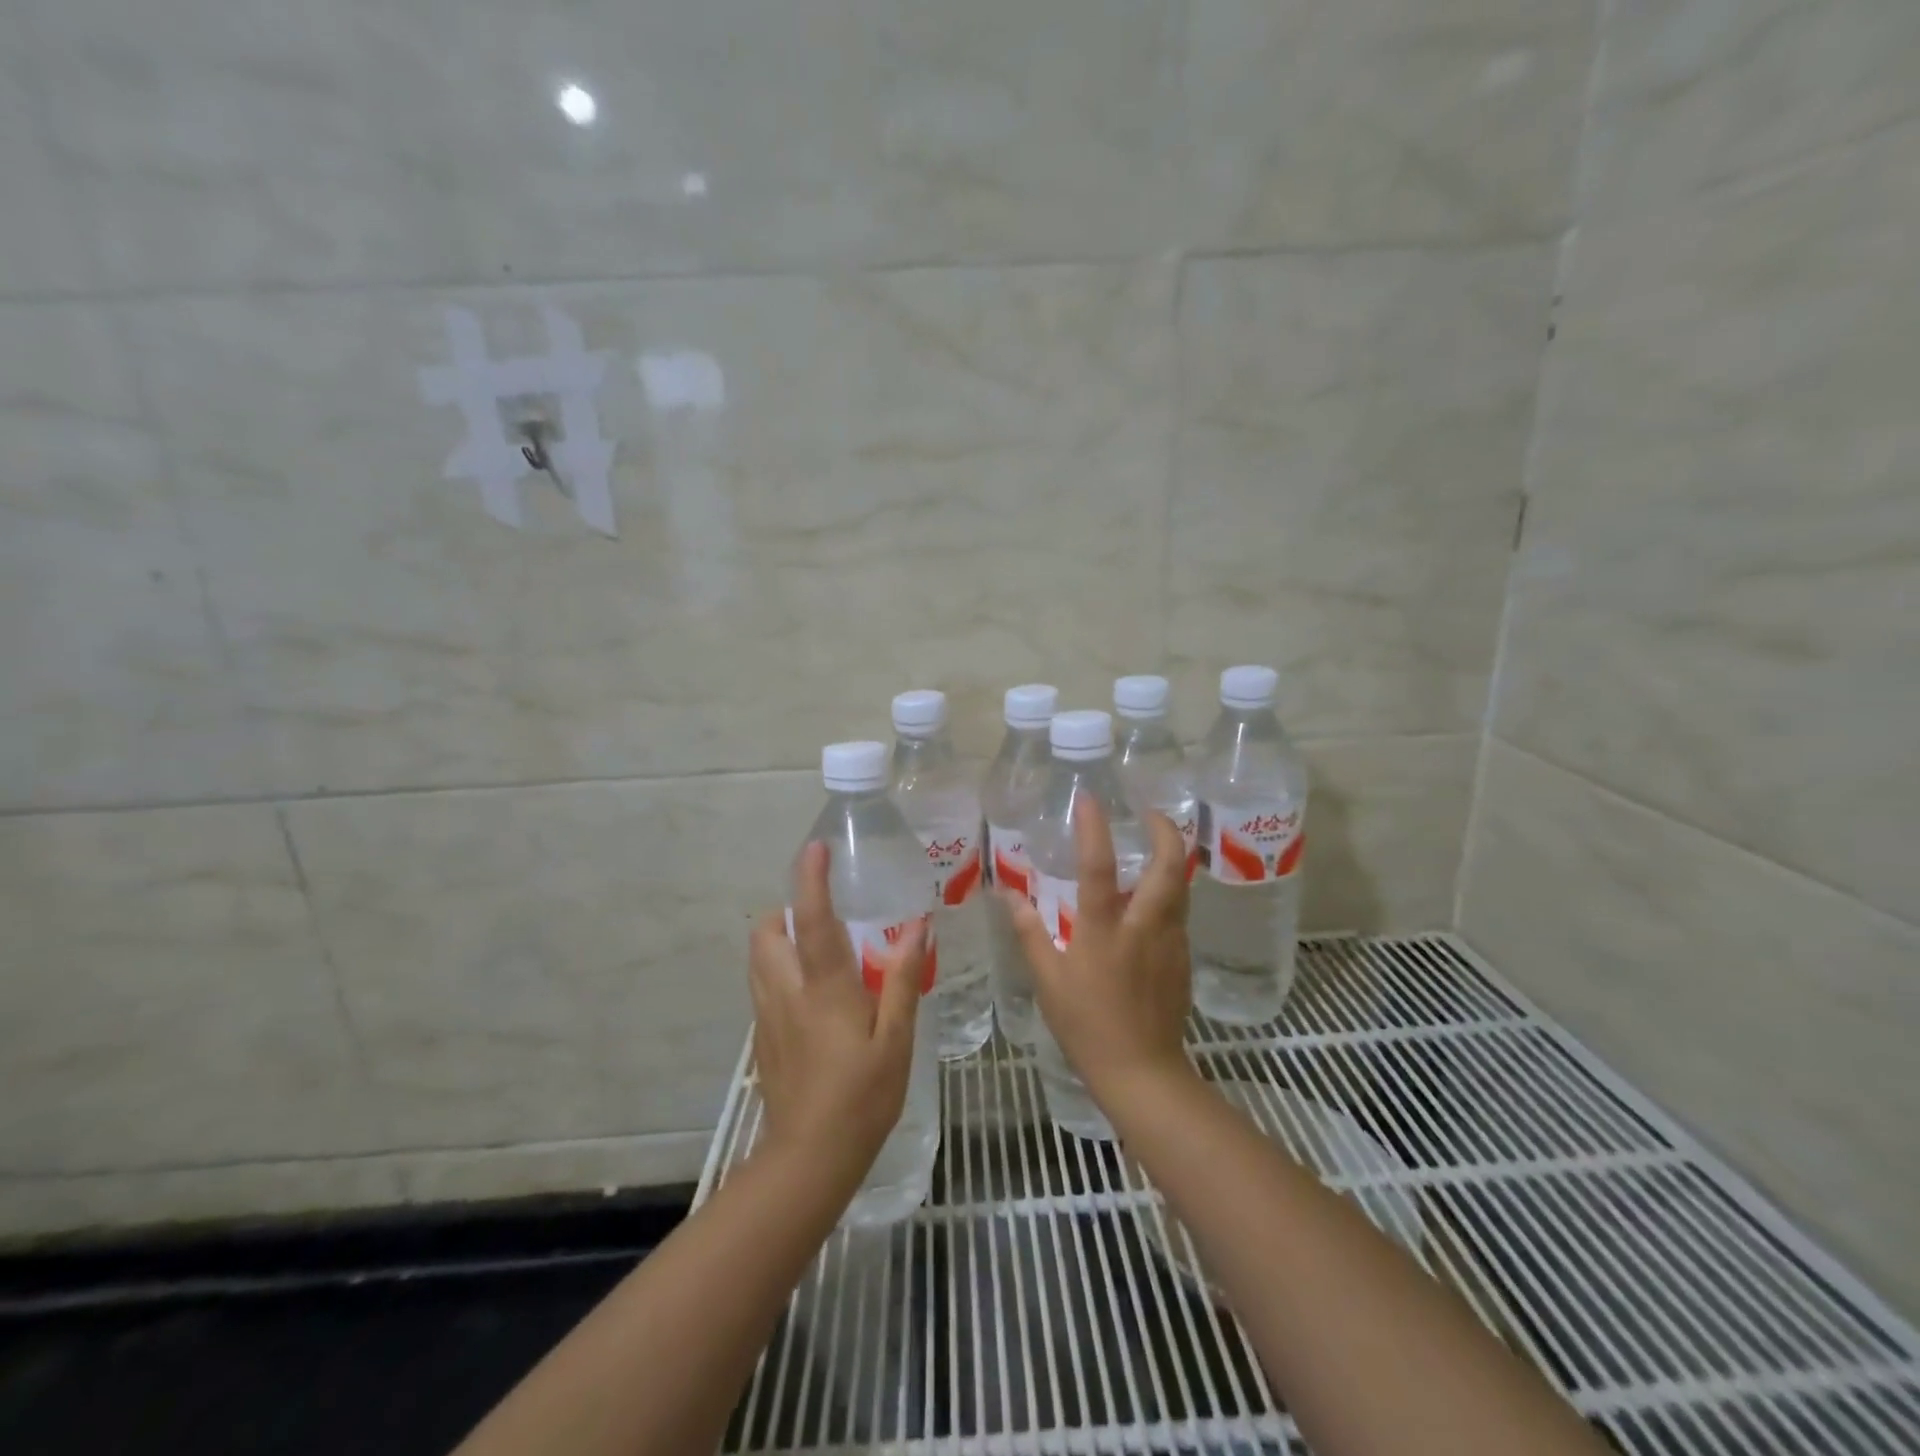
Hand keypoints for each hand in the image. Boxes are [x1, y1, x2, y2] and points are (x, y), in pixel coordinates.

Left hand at [748, 841, 929, 1188]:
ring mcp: (767, 1015)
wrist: (808, 1158)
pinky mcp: (761, 1036)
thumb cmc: (862, 1097)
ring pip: (758, 956)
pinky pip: (762, 983)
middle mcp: (787, 991)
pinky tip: (809, 993)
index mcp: (824, 988)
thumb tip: (916, 928)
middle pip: (767, 931)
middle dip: (787, 910)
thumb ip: (903, 979)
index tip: (816, 848)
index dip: (812, 879)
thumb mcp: (896, 1039)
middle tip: (823, 917)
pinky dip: (777, 968)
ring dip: (779, 938)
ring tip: (816, 949)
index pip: (813, 919)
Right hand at [1000, 800, 1195, 1104]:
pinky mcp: (1183, 959)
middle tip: (1149, 814)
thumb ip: (1030, 933)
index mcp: (1104, 930)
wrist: (1142, 1073)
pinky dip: (1170, 893)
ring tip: (1154, 847)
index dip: (1094, 828)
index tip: (1090, 799)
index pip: (1099, 867)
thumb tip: (1009, 896)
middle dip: (1165, 831)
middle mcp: (1144, 926)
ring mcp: (1171, 942)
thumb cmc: (1087, 1026)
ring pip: (1182, 887)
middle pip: (1170, 866)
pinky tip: (1151, 901)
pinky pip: (1179, 913)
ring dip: (1172, 859)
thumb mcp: (1048, 981)